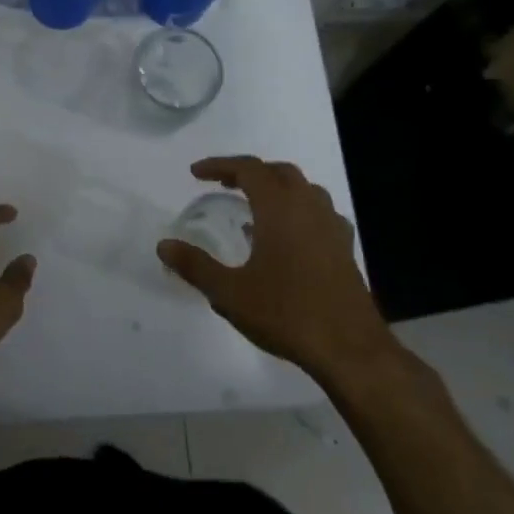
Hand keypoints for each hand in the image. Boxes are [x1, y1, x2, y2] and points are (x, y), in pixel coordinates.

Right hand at [158, 157, 394, 383]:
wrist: (349, 348)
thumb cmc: (286, 313)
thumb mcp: (230, 293)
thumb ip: (195, 266)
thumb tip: (163, 245)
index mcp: (279, 208)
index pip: (249, 169)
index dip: (220, 165)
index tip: (196, 173)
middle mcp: (308, 207)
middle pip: (279, 172)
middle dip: (249, 172)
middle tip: (223, 184)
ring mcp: (331, 227)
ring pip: (304, 189)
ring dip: (276, 188)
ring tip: (254, 206)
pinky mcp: (345, 248)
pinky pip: (319, 212)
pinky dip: (298, 210)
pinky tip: (289, 235)